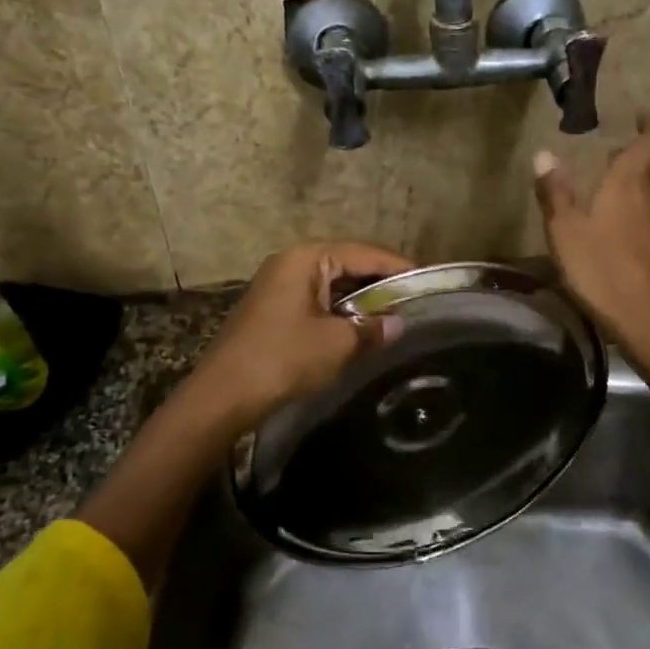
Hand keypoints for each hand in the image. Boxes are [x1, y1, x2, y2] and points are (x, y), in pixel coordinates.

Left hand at [189, 240, 412, 430]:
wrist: (222, 396)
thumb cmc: (283, 358)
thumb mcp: (337, 344)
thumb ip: (372, 329)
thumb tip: (398, 324)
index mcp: (306, 258)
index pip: (364, 252)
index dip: (397, 266)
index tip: (427, 280)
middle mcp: (291, 262)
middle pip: (347, 263)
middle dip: (380, 282)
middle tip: (414, 299)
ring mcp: (278, 285)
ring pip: (332, 284)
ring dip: (360, 299)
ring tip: (394, 313)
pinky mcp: (273, 309)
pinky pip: (317, 300)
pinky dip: (340, 311)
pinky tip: (359, 328)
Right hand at [534, 114, 649, 355]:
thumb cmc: (605, 272)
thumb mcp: (566, 233)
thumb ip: (555, 193)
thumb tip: (544, 155)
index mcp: (633, 182)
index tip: (637, 117)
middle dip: (634, 159)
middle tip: (607, 162)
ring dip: (636, 191)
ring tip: (606, 202)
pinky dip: (640, 219)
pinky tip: (620, 242)